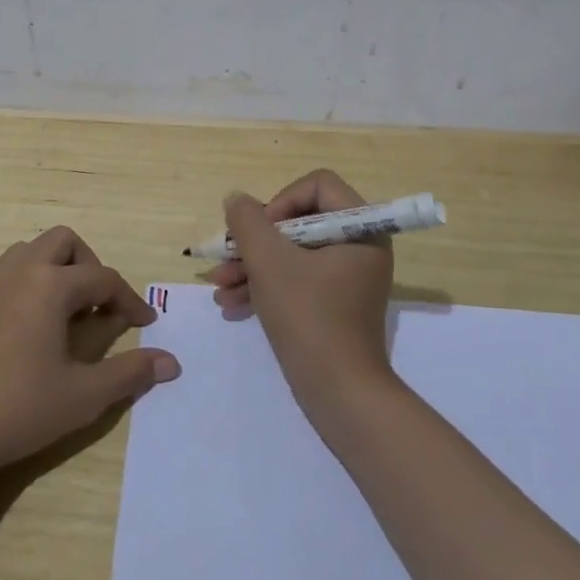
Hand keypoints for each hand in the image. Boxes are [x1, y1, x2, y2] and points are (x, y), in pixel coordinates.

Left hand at [0, 226, 181, 478]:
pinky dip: (13, 286)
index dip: (129, 299)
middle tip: (98, 305)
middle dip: (88, 265)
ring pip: (26, 251)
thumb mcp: (84, 396)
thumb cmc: (19, 409)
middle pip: (63, 242)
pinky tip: (16, 318)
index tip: (144, 324)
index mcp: (50, 285)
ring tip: (62, 310)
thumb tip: (171, 362)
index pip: (103, 278)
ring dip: (51, 269)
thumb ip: (130, 373)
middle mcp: (18, 273)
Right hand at [206, 168, 395, 410]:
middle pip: (299, 220)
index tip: (260, 232)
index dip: (280, 201)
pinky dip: (266, 287)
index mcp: (360, 227)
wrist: (339, 394)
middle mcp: (359, 246)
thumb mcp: (269, 262)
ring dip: (253, 266)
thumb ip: (248, 221)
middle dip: (256, 242)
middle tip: (226, 259)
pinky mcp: (335, 304)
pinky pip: (298, 279)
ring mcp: (348, 277)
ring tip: (219, 287)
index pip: (317, 185)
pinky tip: (231, 304)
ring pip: (293, 253)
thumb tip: (237, 200)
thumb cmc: (308, 317)